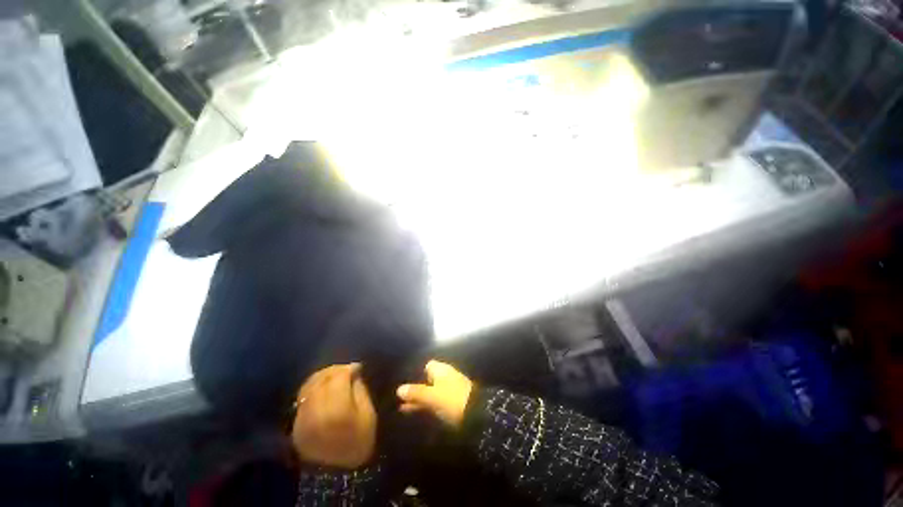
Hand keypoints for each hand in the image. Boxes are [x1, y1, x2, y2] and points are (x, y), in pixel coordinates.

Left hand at [291, 363, 375, 468]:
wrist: (337, 472)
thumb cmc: (359, 440)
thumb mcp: (368, 414)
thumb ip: (360, 390)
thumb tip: (354, 374)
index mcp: (337, 408)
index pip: (339, 377)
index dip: (349, 368)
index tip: (358, 367)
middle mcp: (316, 410)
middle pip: (323, 378)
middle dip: (336, 370)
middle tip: (348, 370)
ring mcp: (303, 417)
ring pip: (310, 385)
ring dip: (323, 376)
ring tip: (335, 376)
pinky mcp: (296, 423)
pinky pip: (303, 397)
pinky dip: (313, 388)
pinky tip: (323, 387)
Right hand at [397, 360, 473, 427]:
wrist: (477, 414)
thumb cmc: (452, 400)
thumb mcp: (432, 396)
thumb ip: (416, 393)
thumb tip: (399, 389)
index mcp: (441, 370)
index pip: (427, 366)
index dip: (417, 373)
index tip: (406, 384)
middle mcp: (446, 376)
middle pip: (428, 381)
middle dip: (416, 389)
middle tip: (400, 401)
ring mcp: (451, 389)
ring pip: (432, 392)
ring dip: (420, 399)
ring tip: (404, 410)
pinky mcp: (454, 402)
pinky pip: (437, 401)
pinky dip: (428, 406)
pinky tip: (419, 414)